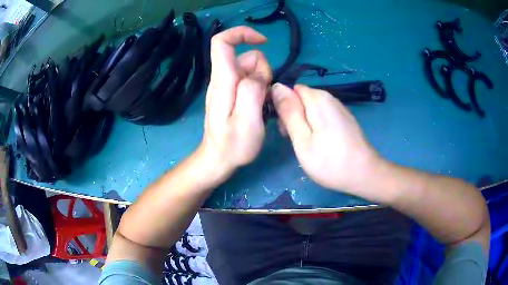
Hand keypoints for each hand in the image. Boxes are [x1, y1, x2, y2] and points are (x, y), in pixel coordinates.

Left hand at [199, 26, 271, 175]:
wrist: (218, 160)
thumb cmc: (233, 145)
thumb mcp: (248, 121)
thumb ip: (253, 91)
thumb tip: (259, 74)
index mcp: (223, 80)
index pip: (222, 42)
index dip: (242, 34)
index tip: (263, 42)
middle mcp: (221, 79)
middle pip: (245, 57)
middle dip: (263, 70)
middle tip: (264, 98)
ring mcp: (225, 86)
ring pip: (250, 69)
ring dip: (263, 82)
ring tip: (261, 106)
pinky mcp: (231, 94)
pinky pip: (249, 80)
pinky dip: (259, 89)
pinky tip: (259, 107)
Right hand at [272, 83, 381, 191]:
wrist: (365, 174)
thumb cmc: (330, 161)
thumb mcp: (302, 139)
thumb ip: (288, 112)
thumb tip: (276, 86)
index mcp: (318, 98)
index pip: (290, 90)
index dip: (284, 107)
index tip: (285, 129)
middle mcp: (329, 98)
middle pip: (301, 99)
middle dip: (294, 115)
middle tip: (296, 141)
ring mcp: (339, 108)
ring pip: (312, 108)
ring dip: (304, 123)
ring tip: (308, 145)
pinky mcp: (344, 119)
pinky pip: (323, 115)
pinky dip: (317, 126)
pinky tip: (321, 144)